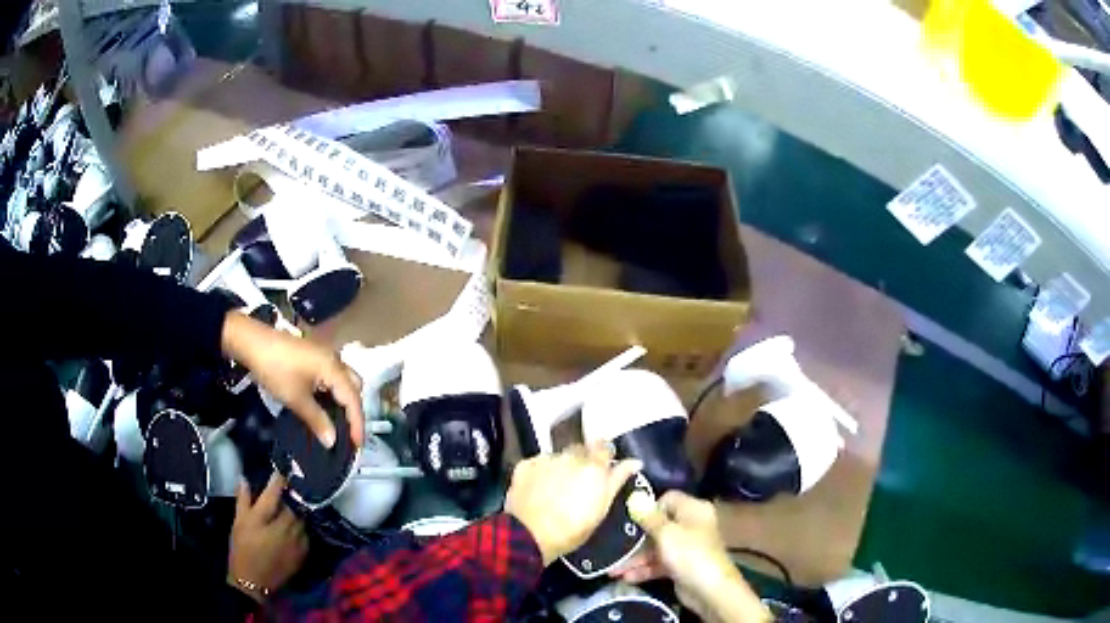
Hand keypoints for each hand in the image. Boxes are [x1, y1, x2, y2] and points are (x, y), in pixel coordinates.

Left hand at [221, 311, 363, 447]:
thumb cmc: (276, 370)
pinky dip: (333, 392)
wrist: (253, 342)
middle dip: (354, 410)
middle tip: (348, 431)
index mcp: (334, 369)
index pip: (353, 399)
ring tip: (336, 422)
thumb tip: (332, 441)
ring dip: (343, 400)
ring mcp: (323, 355)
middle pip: (354, 386)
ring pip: (343, 380)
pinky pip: (332, 376)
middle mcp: (334, 359)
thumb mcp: (296, 399)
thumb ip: (317, 420)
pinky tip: (323, 405)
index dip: (357, 424)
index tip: (357, 446)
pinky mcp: (313, 356)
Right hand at [228, 474, 307, 601]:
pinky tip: (295, 526)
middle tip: (285, 493)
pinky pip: (306, 534)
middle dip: (289, 498)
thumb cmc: (242, 548)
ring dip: (296, 512)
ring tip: (291, 508)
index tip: (281, 471)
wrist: (253, 580)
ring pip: (301, 519)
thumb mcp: (239, 522)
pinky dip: (301, 527)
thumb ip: (243, 499)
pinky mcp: (303, 553)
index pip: (276, 492)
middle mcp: (286, 526)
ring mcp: (297, 541)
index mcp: (266, 516)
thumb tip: (244, 479)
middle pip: (293, 505)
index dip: (279, 480)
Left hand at [505, 442, 641, 565]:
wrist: (530, 534)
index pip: (604, 447)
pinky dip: (540, 472)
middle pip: (579, 450)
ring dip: (560, 467)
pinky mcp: (525, 465)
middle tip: (578, 481)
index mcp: (593, 466)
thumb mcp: (602, 508)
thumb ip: (617, 480)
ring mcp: (546, 459)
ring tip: (555, 488)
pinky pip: (538, 463)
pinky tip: (538, 489)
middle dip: (581, 460)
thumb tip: (635, 461)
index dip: (603, 455)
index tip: (602, 466)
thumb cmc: (573, 528)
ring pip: (558, 456)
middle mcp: (570, 456)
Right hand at [620, 491, 768, 622]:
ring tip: (613, 570)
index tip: (629, 519)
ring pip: (656, 547)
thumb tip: (636, 496)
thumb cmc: (690, 554)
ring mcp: (686, 547)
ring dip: (635, 558)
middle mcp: (691, 525)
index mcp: (693, 510)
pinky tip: (625, 577)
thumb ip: (648, 517)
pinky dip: (644, 569)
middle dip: (636, 538)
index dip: (649, 508)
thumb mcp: (666, 534)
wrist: (710, 590)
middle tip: (614, 546)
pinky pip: (658, 563)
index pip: (668, 499)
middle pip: (659, 525)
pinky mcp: (681, 565)